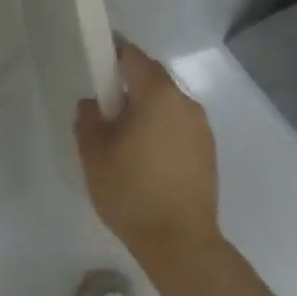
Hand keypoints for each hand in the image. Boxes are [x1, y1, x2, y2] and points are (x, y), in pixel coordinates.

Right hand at [74, 39, 220, 269]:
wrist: (180, 242)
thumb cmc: (131, 191)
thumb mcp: (94, 154)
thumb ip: (88, 119)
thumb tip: (92, 104)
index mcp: (157, 94)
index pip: (133, 57)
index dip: (113, 53)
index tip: (97, 61)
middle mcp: (185, 102)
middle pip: (153, 79)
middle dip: (129, 85)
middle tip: (105, 108)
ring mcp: (201, 128)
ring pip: (167, 104)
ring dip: (147, 110)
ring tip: (124, 139)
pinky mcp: (208, 152)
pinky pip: (179, 126)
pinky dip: (161, 130)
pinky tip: (146, 158)